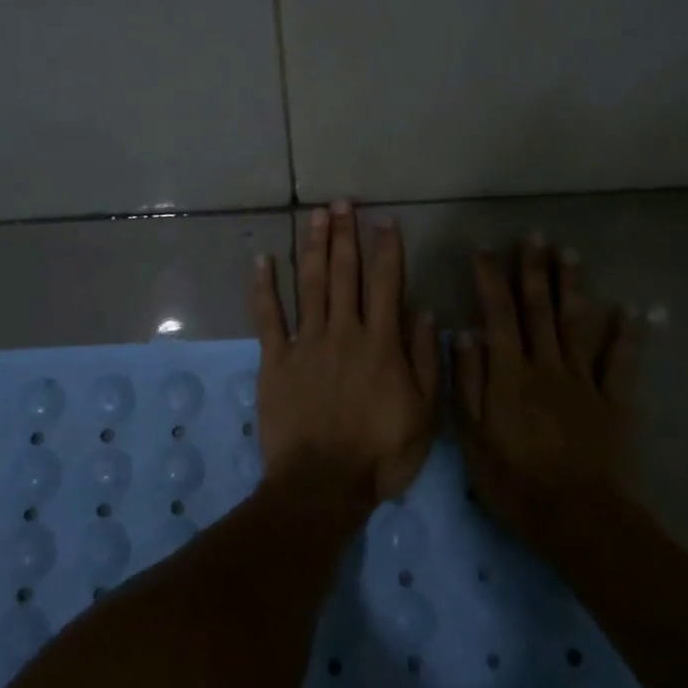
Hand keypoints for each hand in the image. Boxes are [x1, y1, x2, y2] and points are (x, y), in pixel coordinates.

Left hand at [249, 201, 440, 507]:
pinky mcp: (275, 359)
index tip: (384, 220)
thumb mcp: (424, 414)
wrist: (322, 485)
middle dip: (344, 234)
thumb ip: (425, 360)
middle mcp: (343, 331)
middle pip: (343, 273)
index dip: (386, 249)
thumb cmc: (380, 454)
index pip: (386, 283)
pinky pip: (267, 317)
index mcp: (381, 343)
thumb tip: (425, 311)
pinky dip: (263, 287)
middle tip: (341, 203)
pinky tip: (262, 259)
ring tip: (314, 215)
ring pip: (309, 284)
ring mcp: (306, 343)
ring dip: (312, 246)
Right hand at [455, 238, 640, 551]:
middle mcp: (546, 365)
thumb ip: (468, 381)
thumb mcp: (472, 435)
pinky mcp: (613, 401)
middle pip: (539, 309)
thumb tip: (463, 333)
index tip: (484, 249)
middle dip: (535, 270)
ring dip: (574, 287)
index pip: (498, 314)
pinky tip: (635, 308)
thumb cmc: (513, 479)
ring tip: (572, 254)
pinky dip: (629, 333)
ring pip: (577, 324)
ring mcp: (583, 381)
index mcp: (509, 373)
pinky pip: (622, 362)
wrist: (575, 516)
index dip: (490, 279)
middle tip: (536, 236)